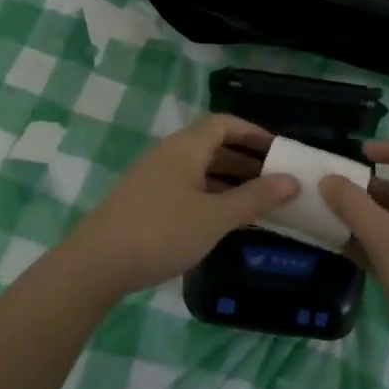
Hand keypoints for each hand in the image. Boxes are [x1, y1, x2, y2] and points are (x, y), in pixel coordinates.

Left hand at [61, 114, 298, 299]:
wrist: (97, 264)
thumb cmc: (162, 232)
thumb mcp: (215, 217)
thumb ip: (254, 198)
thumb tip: (292, 181)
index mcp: (186, 147)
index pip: (224, 124)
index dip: (253, 132)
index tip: (279, 150)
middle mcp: (168, 155)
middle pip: (212, 146)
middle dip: (246, 160)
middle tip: (276, 180)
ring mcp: (154, 178)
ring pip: (199, 170)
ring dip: (229, 181)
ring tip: (258, 202)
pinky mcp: (145, 202)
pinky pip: (187, 188)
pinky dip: (211, 196)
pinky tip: (224, 220)